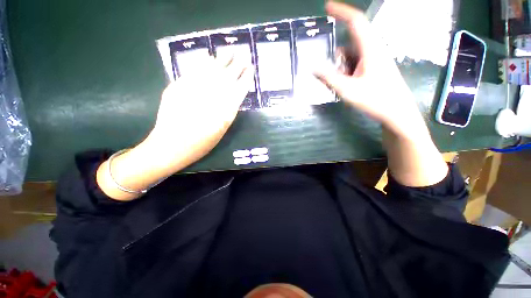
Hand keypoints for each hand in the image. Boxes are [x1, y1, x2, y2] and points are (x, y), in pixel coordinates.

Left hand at [147, 54, 252, 167]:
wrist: (172, 145)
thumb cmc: (201, 143)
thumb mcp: (221, 130)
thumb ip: (228, 111)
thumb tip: (232, 95)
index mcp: (225, 108)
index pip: (239, 88)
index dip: (245, 77)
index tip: (250, 68)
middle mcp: (212, 96)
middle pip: (227, 76)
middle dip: (236, 65)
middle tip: (242, 55)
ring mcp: (195, 89)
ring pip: (211, 70)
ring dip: (221, 60)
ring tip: (228, 52)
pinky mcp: (179, 87)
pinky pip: (194, 71)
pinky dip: (202, 64)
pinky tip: (208, 58)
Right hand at [316, 1, 447, 186]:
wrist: (397, 113)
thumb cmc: (375, 100)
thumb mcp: (348, 90)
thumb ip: (329, 78)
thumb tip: (313, 67)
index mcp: (371, 49)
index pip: (356, 22)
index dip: (341, 11)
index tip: (327, 6)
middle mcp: (374, 50)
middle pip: (351, 42)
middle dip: (338, 56)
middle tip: (333, 76)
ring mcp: (375, 60)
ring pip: (352, 55)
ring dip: (342, 67)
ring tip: (341, 86)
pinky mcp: (374, 69)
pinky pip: (356, 64)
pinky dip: (347, 72)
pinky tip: (347, 86)